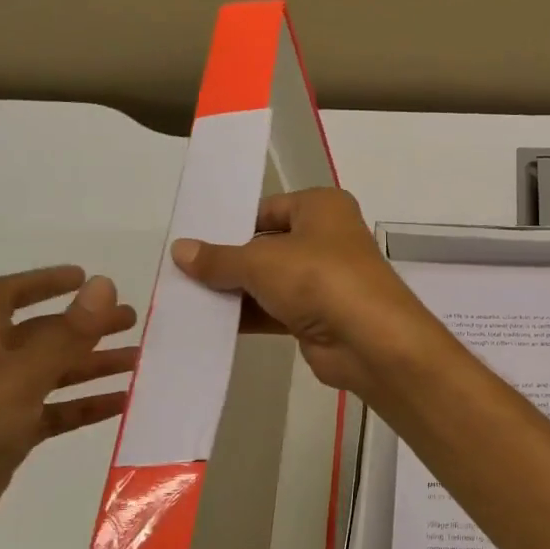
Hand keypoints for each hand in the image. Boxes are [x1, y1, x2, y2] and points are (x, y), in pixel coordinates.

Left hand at [0, 267, 137, 548]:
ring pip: (51, 376)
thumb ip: (66, 334)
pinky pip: (52, 415)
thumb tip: (105, 283)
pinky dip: (84, 407)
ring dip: (91, 366)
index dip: (44, 282)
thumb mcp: (16, 376)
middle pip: (39, 336)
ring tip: (138, 362)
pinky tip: (120, 405)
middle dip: (83, 326)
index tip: (87, 278)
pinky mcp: (3, 444)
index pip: (5, 296)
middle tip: (131, 322)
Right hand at [170, 188, 443, 400]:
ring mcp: (325, 280)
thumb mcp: (261, 262)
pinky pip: (276, 311)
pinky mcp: (319, 317)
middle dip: (229, 261)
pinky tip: (210, 323)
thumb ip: (219, 259)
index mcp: (321, 207)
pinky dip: (249, 315)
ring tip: (185, 297)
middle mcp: (326, 238)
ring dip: (235, 291)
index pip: (267, 208)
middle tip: (180, 271)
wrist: (369, 340)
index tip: (191, 239)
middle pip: (267, 246)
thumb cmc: (318, 278)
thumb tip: (180, 250)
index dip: (231, 223)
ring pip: (271, 281)